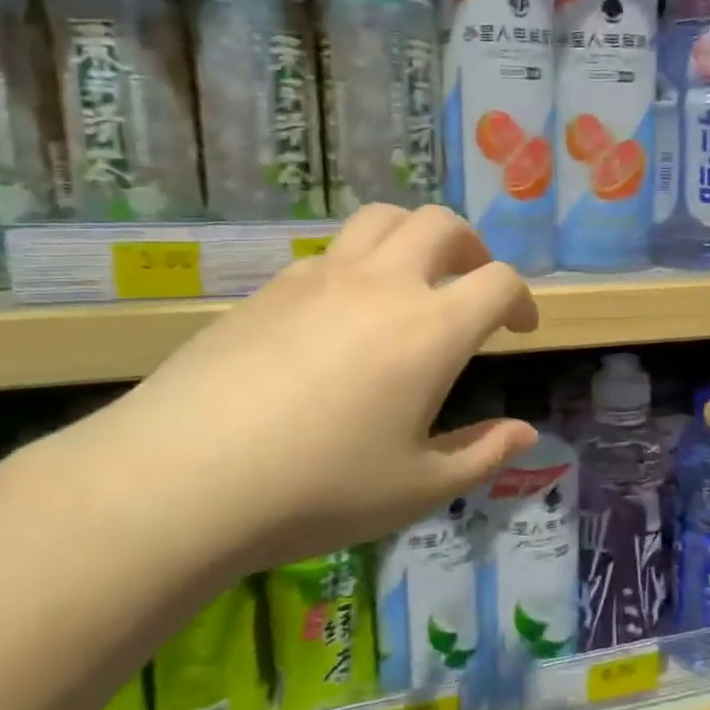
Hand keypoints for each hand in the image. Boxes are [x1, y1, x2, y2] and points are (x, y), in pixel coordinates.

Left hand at [64, 206, 539, 572]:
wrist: (182, 480)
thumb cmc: (319, 489)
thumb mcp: (418, 489)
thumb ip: (482, 455)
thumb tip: (527, 433)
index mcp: (431, 329)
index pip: (498, 281)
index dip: (521, 300)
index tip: (520, 330)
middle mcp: (382, 285)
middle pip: (441, 224)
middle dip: (471, 247)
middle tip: (472, 284)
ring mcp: (320, 278)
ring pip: (381, 220)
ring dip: (413, 237)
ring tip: (413, 279)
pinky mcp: (270, 288)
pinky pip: (330, 252)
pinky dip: (358, 264)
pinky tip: (342, 316)